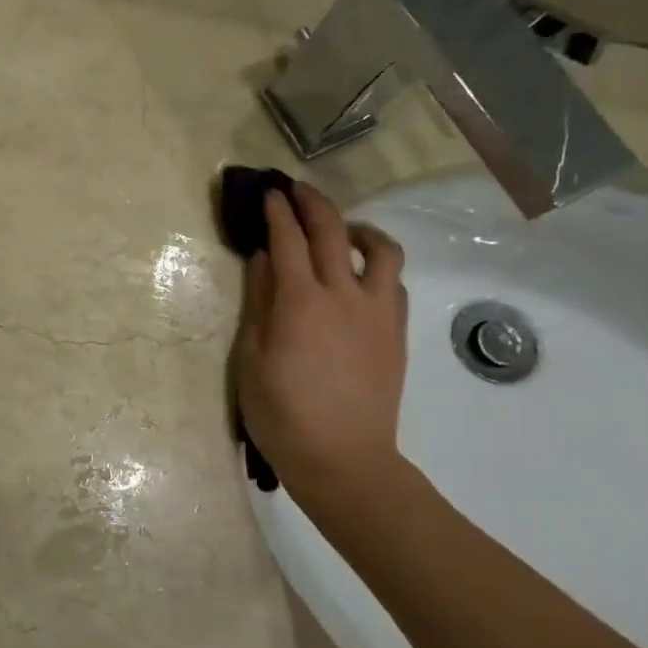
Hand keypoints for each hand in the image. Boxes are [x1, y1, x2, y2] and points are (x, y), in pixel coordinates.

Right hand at [232, 182, 408, 492]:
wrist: (343, 459)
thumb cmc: (281, 413)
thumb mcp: (251, 358)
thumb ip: (259, 301)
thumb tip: (262, 258)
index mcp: (300, 301)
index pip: (288, 239)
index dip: (277, 211)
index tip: (267, 192)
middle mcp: (343, 295)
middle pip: (332, 231)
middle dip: (312, 203)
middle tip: (296, 189)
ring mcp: (376, 312)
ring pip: (380, 250)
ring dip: (358, 228)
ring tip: (341, 230)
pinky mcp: (395, 332)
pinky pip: (393, 282)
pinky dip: (377, 265)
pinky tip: (361, 276)